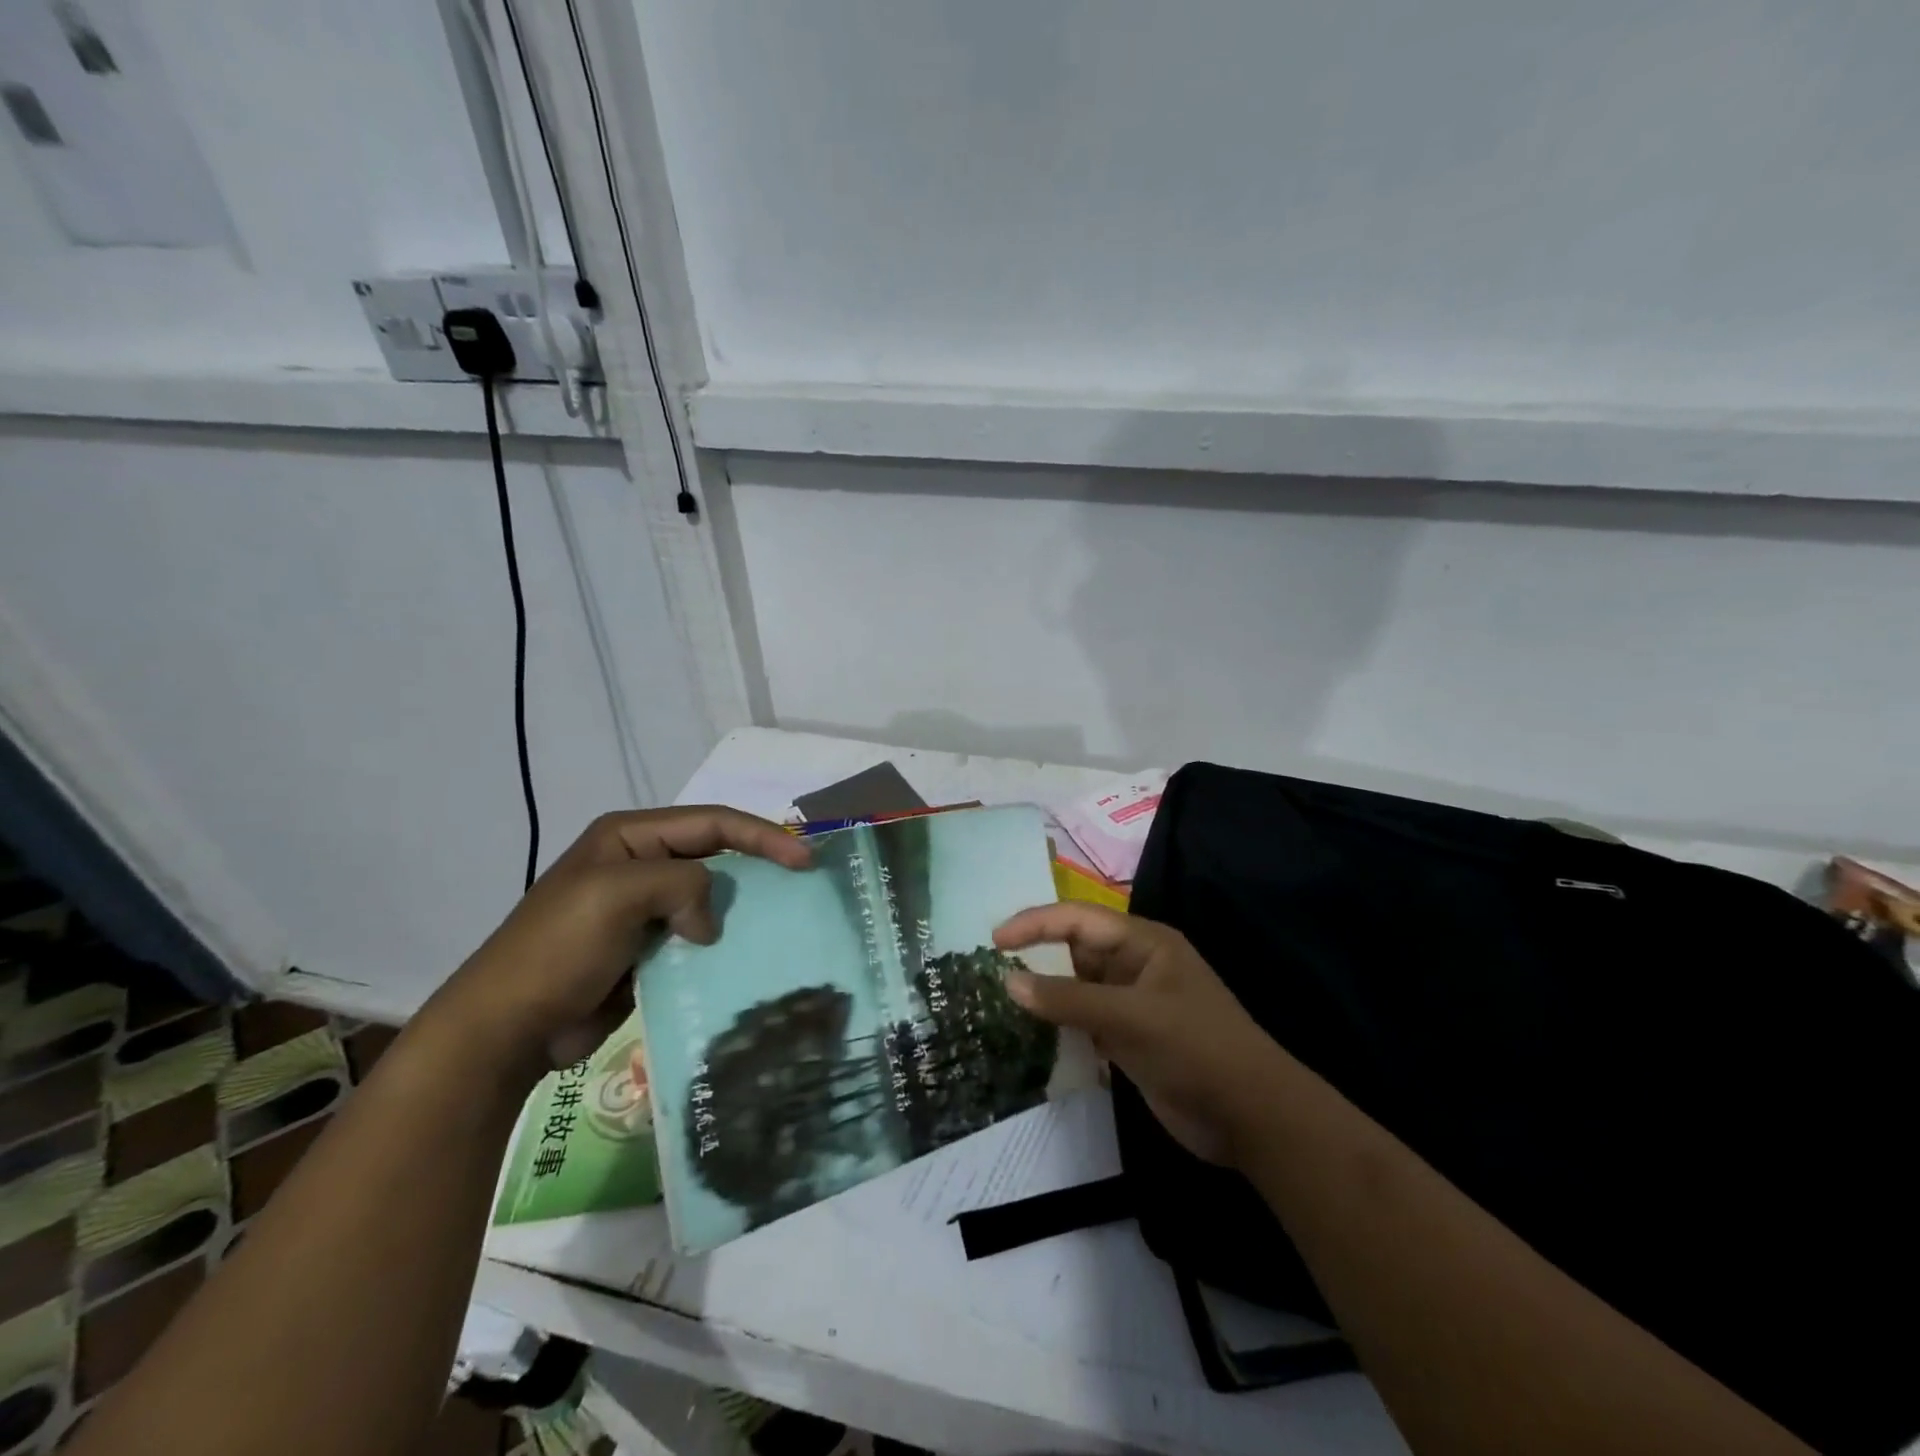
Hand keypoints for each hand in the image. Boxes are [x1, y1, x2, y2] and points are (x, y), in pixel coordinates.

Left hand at [428, 807, 810, 1087]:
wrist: (509, 1027)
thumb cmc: (559, 948)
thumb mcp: (618, 893)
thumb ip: (682, 884)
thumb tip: (707, 925)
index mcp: (630, 837)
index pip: (712, 822)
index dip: (762, 835)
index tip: (804, 859)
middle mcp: (641, 864)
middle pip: (717, 854)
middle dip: (760, 863)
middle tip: (804, 882)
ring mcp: (644, 908)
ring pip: (712, 896)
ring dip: (744, 905)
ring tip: (786, 918)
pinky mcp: (649, 948)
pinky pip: (699, 934)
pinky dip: (725, 940)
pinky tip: (749, 954)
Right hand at [995, 903, 1281, 1165]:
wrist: (1252, 1117)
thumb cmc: (1195, 1048)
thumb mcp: (1130, 1017)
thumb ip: (1068, 999)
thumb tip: (1007, 981)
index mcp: (1143, 943)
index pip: (1078, 919)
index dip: (1035, 924)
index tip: (994, 942)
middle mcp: (1135, 966)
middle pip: (1076, 950)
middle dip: (1037, 956)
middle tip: (991, 972)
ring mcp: (1133, 1004)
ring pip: (1077, 987)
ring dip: (1046, 994)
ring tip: (1001, 1002)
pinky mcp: (1130, 1038)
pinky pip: (1085, 1020)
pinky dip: (1061, 1025)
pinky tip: (1033, 1035)